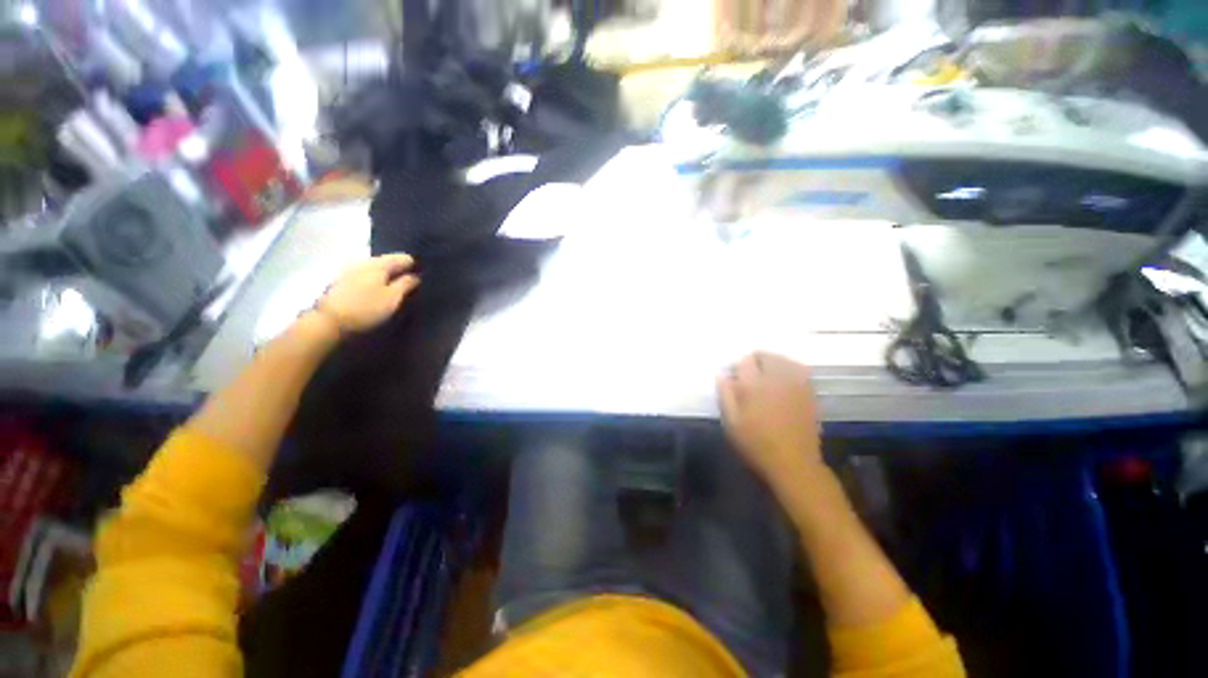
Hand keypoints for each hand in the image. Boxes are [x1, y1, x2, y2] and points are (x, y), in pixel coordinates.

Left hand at [315, 254, 419, 332]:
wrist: (329, 321)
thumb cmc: (366, 308)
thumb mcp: (393, 297)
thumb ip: (407, 284)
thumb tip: (416, 276)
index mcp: (379, 263)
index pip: (403, 258)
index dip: (415, 266)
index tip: (423, 276)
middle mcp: (364, 261)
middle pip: (388, 261)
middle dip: (400, 270)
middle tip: (412, 282)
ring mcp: (351, 269)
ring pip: (375, 268)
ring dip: (386, 275)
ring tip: (396, 287)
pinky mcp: (342, 280)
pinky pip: (365, 275)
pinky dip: (375, 280)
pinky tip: (378, 290)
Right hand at [717, 352, 823, 484]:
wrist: (793, 464)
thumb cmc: (756, 444)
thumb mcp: (731, 422)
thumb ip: (725, 395)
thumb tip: (721, 374)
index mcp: (754, 385)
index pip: (745, 361)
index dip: (737, 365)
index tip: (733, 375)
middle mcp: (777, 379)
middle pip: (766, 355)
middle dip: (755, 359)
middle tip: (748, 373)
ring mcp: (796, 385)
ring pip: (784, 360)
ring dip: (773, 362)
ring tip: (766, 373)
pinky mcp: (809, 393)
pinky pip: (800, 370)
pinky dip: (790, 368)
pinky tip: (784, 379)